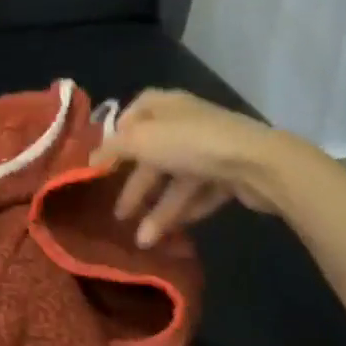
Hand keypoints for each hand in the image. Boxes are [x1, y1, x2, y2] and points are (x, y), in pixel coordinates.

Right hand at [90, 89, 290, 246]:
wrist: (256, 163)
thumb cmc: (190, 143)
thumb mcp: (141, 141)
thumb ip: (113, 149)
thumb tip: (89, 159)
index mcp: (165, 106)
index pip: (135, 113)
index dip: (118, 136)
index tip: (103, 162)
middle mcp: (185, 124)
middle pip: (152, 154)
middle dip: (136, 186)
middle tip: (119, 214)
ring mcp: (209, 150)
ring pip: (175, 179)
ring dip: (158, 209)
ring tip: (143, 240)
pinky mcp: (228, 175)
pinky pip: (198, 194)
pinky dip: (184, 211)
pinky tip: (170, 234)